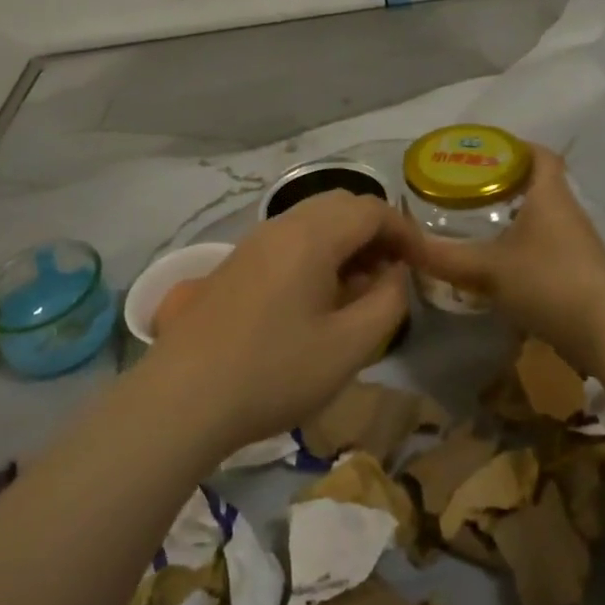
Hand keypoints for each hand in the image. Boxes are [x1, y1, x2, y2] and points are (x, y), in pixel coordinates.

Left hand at [143, 192, 412, 455]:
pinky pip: (289, 241)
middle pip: (341, 206)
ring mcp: (252, 243)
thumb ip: (386, 303)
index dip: (406, 232)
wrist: (181, 399)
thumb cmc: (274, 372)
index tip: (424, 265)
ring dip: (346, 243)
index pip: (372, 210)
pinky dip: (318, 254)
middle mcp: (280, 226)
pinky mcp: (235, 265)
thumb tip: (394, 275)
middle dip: (376, 232)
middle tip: (394, 273)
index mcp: (311, 236)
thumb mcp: (348, 346)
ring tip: (361, 289)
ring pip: (313, 222)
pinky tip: (319, 299)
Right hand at [407, 145, 604, 368]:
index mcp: (550, 196)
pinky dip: (528, 248)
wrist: (604, 331)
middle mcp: (569, 212)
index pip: (539, 155)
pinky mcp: (583, 273)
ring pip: (546, 219)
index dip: (515, 148)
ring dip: (518, 219)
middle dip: (508, 185)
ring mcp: (580, 244)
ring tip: (482, 227)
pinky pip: (551, 248)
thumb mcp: (487, 269)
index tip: (486, 153)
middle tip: (471, 192)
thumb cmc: (546, 281)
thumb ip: (444, 257)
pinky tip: (505, 267)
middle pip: (541, 186)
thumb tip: (403, 245)